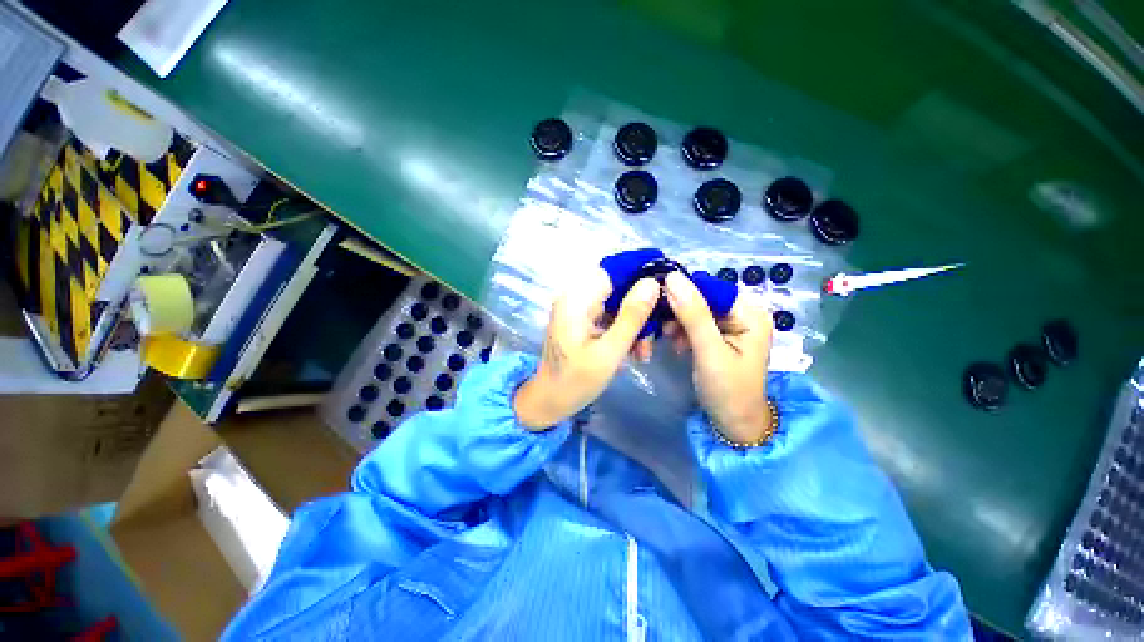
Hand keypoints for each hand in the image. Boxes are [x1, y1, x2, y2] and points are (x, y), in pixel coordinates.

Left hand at [514, 268, 659, 430]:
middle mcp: (575, 298)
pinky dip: (623, 332)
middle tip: (653, 337)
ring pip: (616, 305)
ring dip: (634, 325)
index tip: (664, 292)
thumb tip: (651, 283)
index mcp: (576, 300)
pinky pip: (609, 318)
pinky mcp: (582, 322)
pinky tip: (632, 352)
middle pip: (617, 290)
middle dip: (639, 311)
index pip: (613, 272)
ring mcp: (578, 311)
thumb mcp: (609, 352)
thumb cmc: (575, 381)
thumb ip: (631, 317)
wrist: (549, 402)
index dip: (640, 276)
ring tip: (642, 352)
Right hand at [663, 271, 773, 443]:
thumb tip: (673, 278)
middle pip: (702, 299)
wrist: (734, 424)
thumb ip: (693, 315)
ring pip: (694, 311)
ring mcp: (729, 326)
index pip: (712, 289)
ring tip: (668, 339)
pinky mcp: (717, 337)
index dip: (685, 291)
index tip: (658, 301)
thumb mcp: (709, 351)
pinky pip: (694, 324)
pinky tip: (676, 345)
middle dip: (679, 311)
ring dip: (677, 322)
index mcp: (750, 314)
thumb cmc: (728, 390)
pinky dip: (681, 332)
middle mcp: (742, 314)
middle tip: (662, 327)